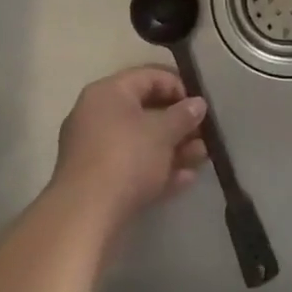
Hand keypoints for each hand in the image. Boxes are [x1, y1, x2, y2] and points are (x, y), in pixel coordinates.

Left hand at [52, 67, 208, 233]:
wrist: (86, 214)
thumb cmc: (127, 158)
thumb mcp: (163, 132)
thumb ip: (183, 115)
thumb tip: (198, 104)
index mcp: (108, 92)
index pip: (149, 76)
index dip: (179, 86)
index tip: (200, 105)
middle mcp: (97, 115)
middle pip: (145, 110)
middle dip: (178, 123)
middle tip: (204, 134)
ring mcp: (95, 149)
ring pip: (141, 141)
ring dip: (173, 148)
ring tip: (202, 156)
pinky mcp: (97, 180)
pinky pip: (132, 165)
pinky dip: (157, 169)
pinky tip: (185, 178)